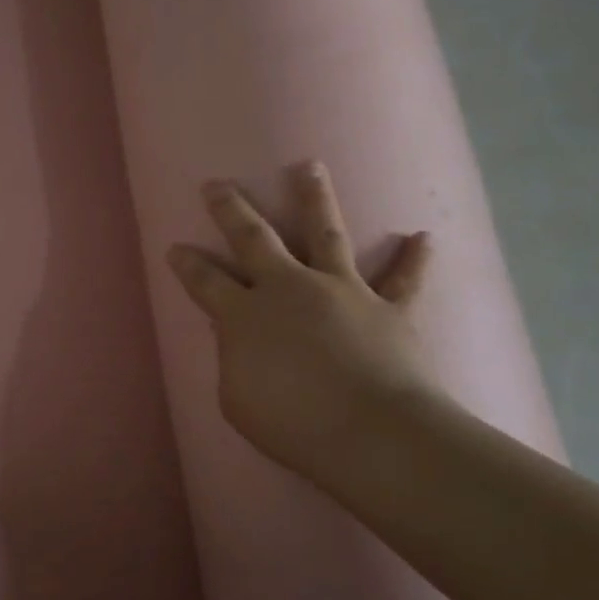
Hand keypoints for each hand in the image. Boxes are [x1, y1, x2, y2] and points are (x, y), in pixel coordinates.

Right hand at [166, 162, 441, 480]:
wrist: (372, 433)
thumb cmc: (293, 424)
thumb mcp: (237, 400)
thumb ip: (234, 361)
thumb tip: (240, 341)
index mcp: (245, 315)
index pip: (205, 281)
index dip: (187, 264)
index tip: (175, 247)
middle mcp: (288, 288)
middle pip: (254, 239)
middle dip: (231, 209)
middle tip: (217, 184)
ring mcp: (341, 291)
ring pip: (325, 233)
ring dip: (314, 198)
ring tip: (308, 166)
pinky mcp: (387, 307)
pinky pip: (403, 279)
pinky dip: (413, 259)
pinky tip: (423, 237)